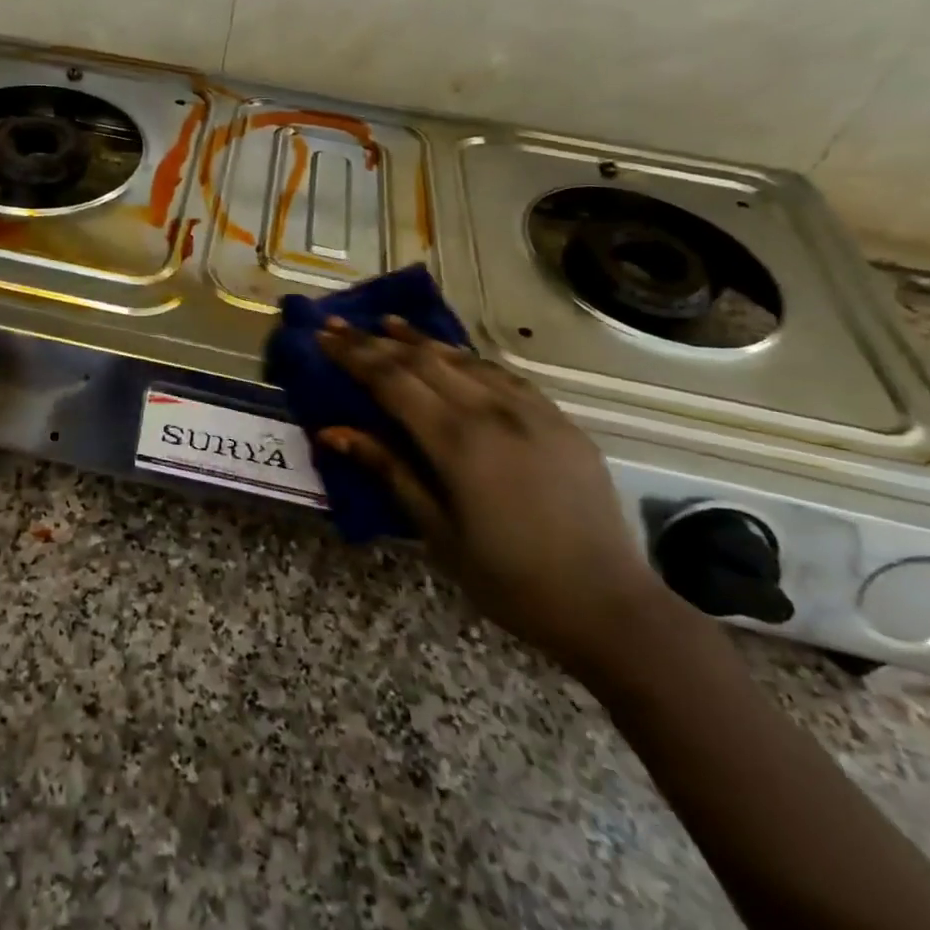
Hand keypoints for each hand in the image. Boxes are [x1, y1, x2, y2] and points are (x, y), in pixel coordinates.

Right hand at [316, 316, 676, 680]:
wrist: (607, 605)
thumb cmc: (508, 579)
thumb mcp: (436, 531)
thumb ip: (388, 470)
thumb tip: (332, 432)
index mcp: (457, 441)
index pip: (391, 380)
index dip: (353, 356)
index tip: (323, 337)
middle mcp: (493, 411)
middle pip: (423, 360)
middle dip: (376, 339)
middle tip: (341, 324)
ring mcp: (531, 411)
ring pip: (464, 359)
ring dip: (421, 340)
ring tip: (388, 323)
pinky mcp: (559, 420)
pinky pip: (503, 375)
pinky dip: (467, 359)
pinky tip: (453, 355)